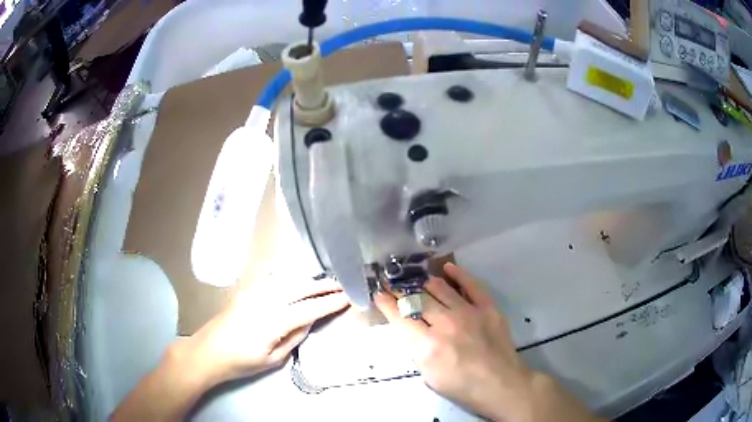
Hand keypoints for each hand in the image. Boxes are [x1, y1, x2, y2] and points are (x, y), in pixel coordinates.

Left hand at [181, 276, 349, 385]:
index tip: (347, 297)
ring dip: (307, 280)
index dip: (330, 303)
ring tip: (323, 283)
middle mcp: (264, 300)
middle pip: (300, 288)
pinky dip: (288, 278)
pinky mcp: (245, 291)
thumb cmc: (241, 362)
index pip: (309, 309)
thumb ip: (293, 337)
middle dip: (322, 286)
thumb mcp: (273, 359)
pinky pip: (271, 280)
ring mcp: (253, 293)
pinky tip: (294, 279)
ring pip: (287, 280)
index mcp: (273, 321)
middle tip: (341, 285)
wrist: (208, 352)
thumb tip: (307, 321)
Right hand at [374, 263, 597, 421]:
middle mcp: (445, 323)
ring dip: (424, 283)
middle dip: (401, 291)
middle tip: (393, 285)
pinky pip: (471, 284)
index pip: (400, 317)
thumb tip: (409, 327)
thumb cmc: (461, 386)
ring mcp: (468, 312)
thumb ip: (416, 348)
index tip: (379, 293)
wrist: (499, 383)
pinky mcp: (487, 307)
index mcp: (427, 345)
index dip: (386, 303)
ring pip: (439, 288)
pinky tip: (447, 268)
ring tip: (417, 281)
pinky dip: (458, 274)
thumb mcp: (428, 375)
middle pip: (417, 299)